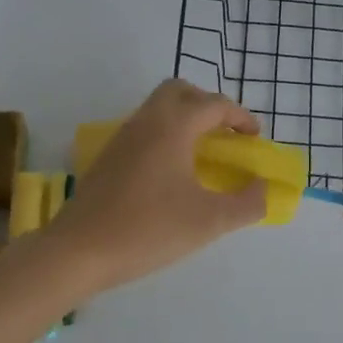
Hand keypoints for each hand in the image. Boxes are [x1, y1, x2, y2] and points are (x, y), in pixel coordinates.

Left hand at [46, 79, 265, 293]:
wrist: (79, 250)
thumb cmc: (149, 229)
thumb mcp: (210, 221)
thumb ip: (247, 203)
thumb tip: (263, 188)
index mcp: (173, 127)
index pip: (213, 105)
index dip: (240, 117)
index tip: (255, 139)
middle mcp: (146, 122)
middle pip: (179, 92)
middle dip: (207, 105)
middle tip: (225, 133)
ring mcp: (122, 138)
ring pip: (157, 109)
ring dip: (184, 119)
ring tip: (203, 153)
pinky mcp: (107, 158)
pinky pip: (143, 129)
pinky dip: (165, 135)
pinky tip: (172, 172)